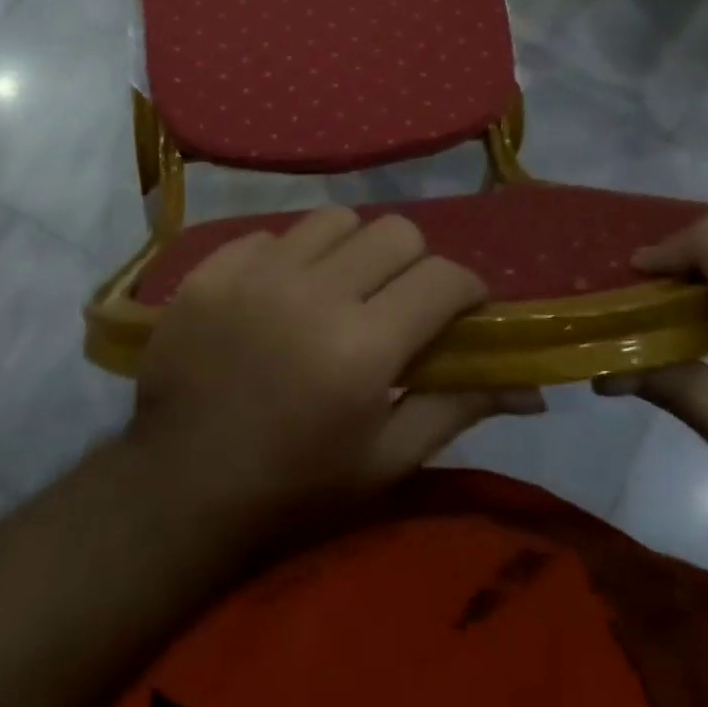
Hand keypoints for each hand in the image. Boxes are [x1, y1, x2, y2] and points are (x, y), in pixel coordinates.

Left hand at [128, 207, 542, 526]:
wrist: (178, 485)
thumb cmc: (293, 487)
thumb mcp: (385, 461)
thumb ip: (455, 407)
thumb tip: (529, 384)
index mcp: (363, 347)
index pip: (443, 278)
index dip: (466, 289)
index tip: (462, 310)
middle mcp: (313, 292)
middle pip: (394, 231)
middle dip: (412, 263)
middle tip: (398, 301)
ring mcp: (256, 272)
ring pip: (334, 219)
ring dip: (351, 250)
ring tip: (336, 289)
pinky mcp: (212, 268)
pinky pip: (271, 234)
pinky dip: (288, 257)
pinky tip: (277, 296)